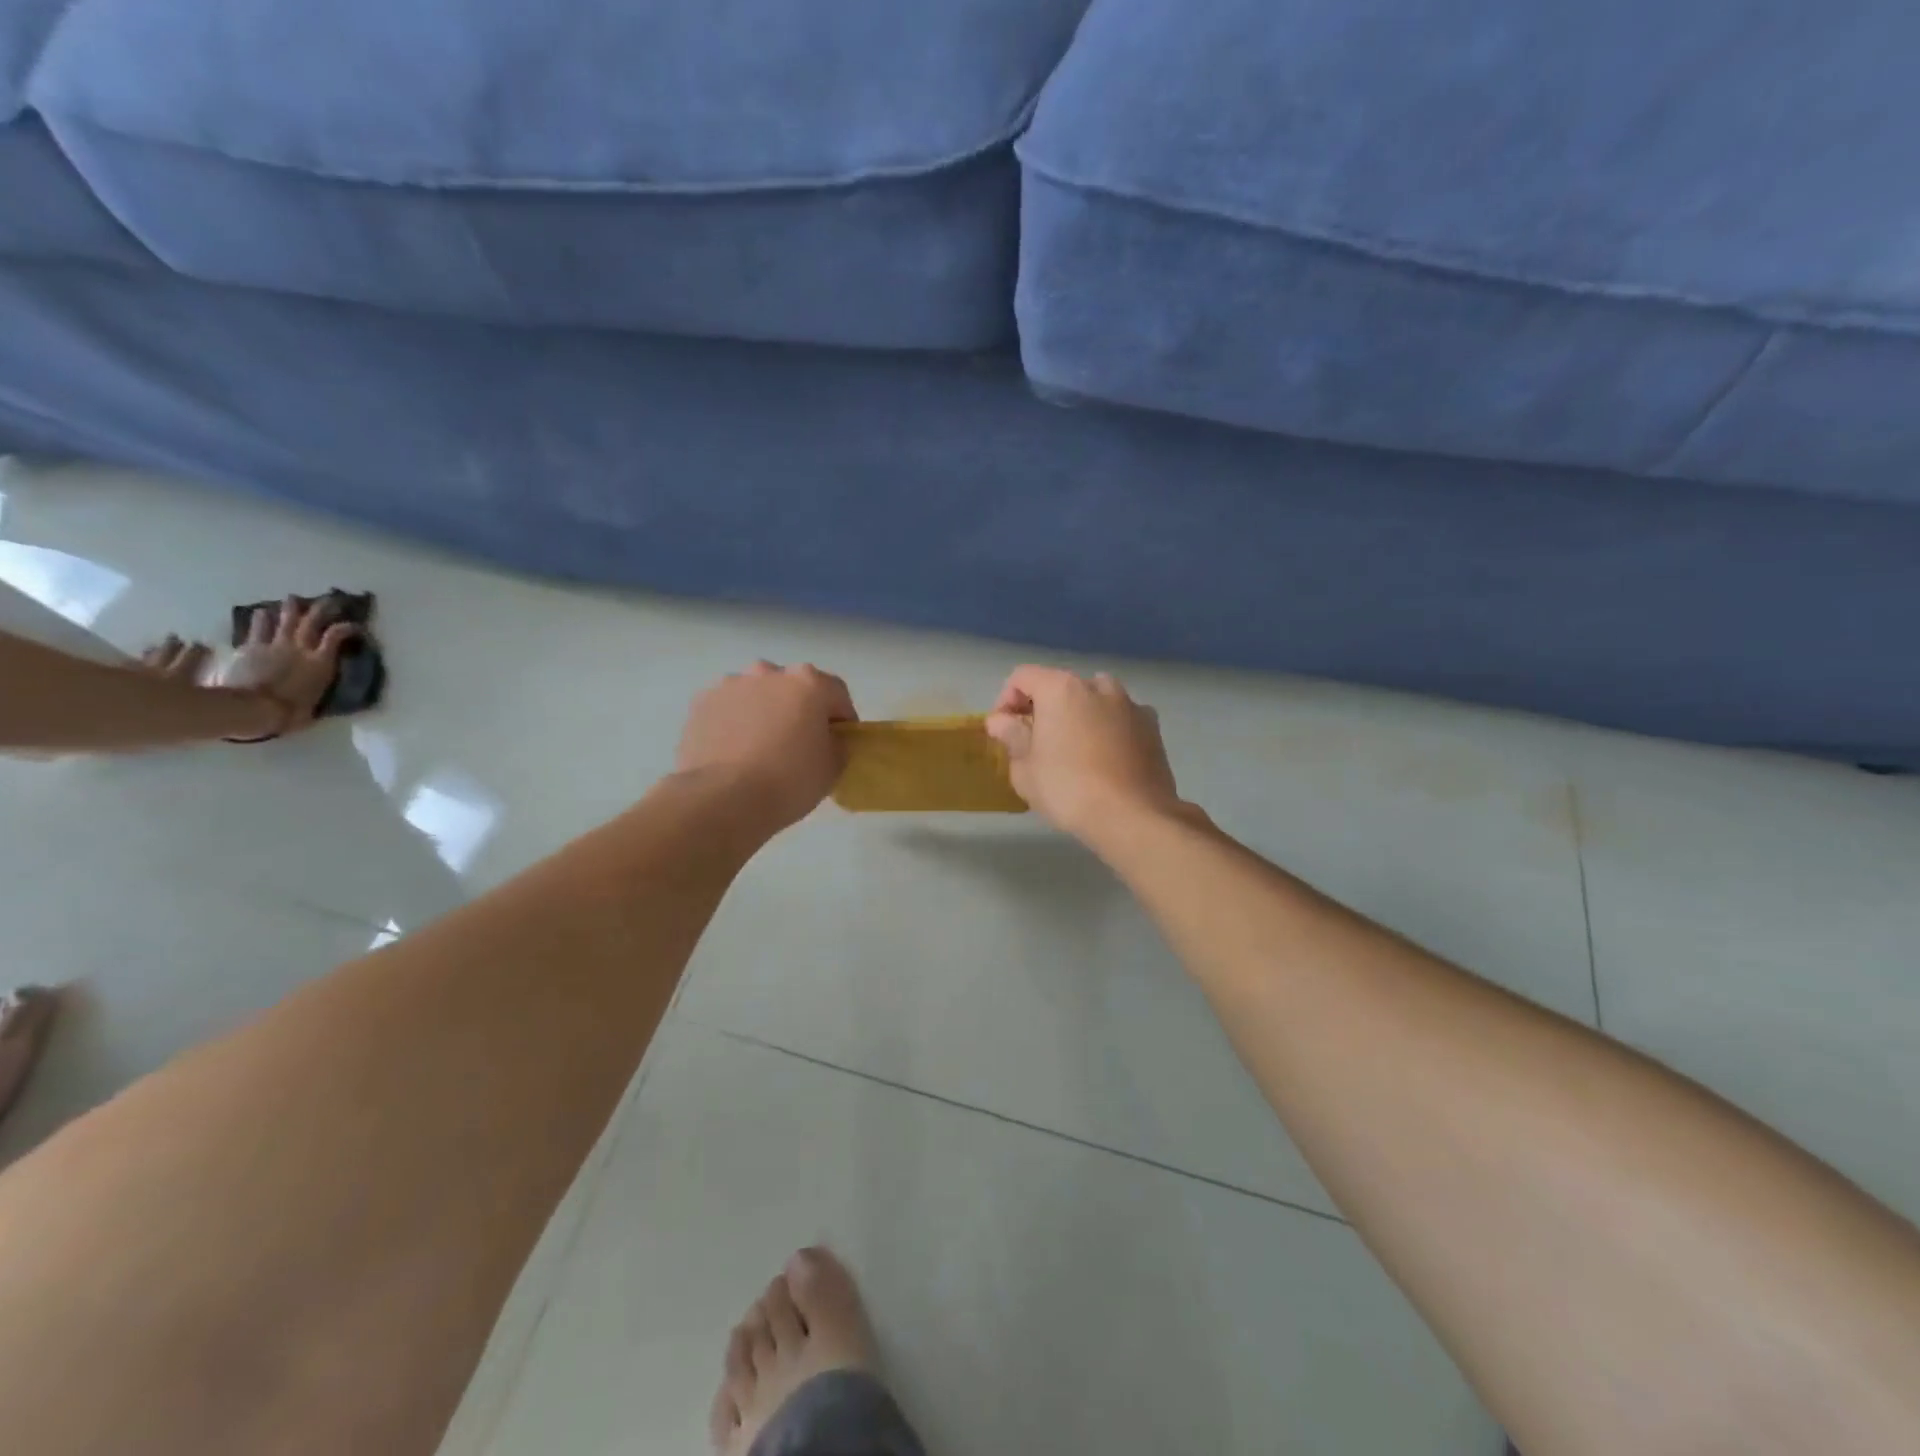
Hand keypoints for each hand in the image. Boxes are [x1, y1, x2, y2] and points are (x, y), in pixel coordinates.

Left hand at [217, 596, 359, 737]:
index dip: (347, 627)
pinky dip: (261, 619)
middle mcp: (300, 648)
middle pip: (312, 621)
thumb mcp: (315, 704)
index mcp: (321, 662)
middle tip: (329, 598)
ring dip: (290, 608)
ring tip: (293, 599)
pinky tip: (261, 612)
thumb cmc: (290, 712)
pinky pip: (258, 629)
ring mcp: (274, 645)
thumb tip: (325, 696)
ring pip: (285, 620)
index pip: (337, 636)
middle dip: (322, 608)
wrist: (253, 708)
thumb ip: (319, 692)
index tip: (355, 625)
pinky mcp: (251, 648)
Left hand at [676, 662, 856, 831]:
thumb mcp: (833, 767)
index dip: (843, 718)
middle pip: (794, 687)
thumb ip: (837, 744)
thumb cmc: (789, 780)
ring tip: (761, 748)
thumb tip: (828, 739)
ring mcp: (730, 685)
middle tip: (800, 743)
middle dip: (800, 709)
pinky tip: (734, 752)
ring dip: (765, 711)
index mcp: (808, 682)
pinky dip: (735, 723)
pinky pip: (728, 709)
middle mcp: (768, 672)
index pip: (837, 693)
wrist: (722, 799)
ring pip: (757, 694)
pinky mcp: (700, 704)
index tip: (840, 742)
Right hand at [984, 666, 1185, 843]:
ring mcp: (1130, 704)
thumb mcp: (1025, 769)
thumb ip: (1011, 737)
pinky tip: (1105, 760)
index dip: (1006, 701)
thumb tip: (1001, 721)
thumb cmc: (1068, 789)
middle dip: (1044, 709)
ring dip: (1079, 716)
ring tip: (1074, 750)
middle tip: (1036, 743)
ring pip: (1094, 700)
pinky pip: (1120, 719)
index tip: (1004, 731)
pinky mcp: (1152, 727)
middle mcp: (1097, 686)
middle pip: (1060, 687)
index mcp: (1061, 689)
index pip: (1022, 677)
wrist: (1133, 816)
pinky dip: (1108, 730)